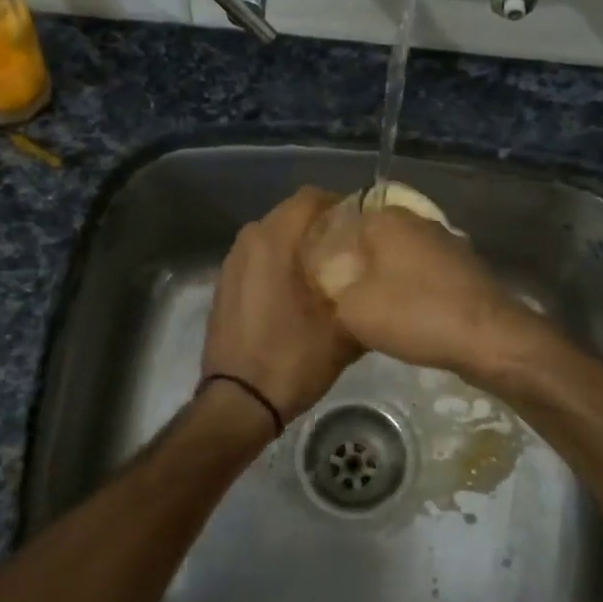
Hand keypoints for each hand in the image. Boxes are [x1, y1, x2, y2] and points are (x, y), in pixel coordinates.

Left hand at [202, 187, 360, 426]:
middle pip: (290, 215)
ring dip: (298, 245)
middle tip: (349, 249)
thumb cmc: (292, 359)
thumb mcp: (343, 332)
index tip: (362, 226)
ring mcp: (231, 264)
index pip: (310, 198)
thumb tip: (378, 282)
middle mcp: (248, 242)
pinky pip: (257, 259)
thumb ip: (362, 297)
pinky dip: (278, 264)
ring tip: (326, 271)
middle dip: (320, 226)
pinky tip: (298, 292)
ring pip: (272, 237)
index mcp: (273, 242)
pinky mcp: (224, 286)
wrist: (238, 403)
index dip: (340, 205)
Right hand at [303, 202, 545, 380]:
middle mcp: (417, 220)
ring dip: (388, 278)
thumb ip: (333, 284)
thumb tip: (332, 274)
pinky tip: (407, 314)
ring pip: (402, 257)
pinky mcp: (465, 267)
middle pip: (374, 240)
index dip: (329, 251)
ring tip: (373, 309)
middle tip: (343, 297)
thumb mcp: (352, 307)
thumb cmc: (414, 314)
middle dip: (359, 265)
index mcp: (386, 218)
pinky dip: (414, 289)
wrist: (487, 338)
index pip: (344, 223)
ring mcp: (446, 241)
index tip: (321, 279)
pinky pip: (426, 273)